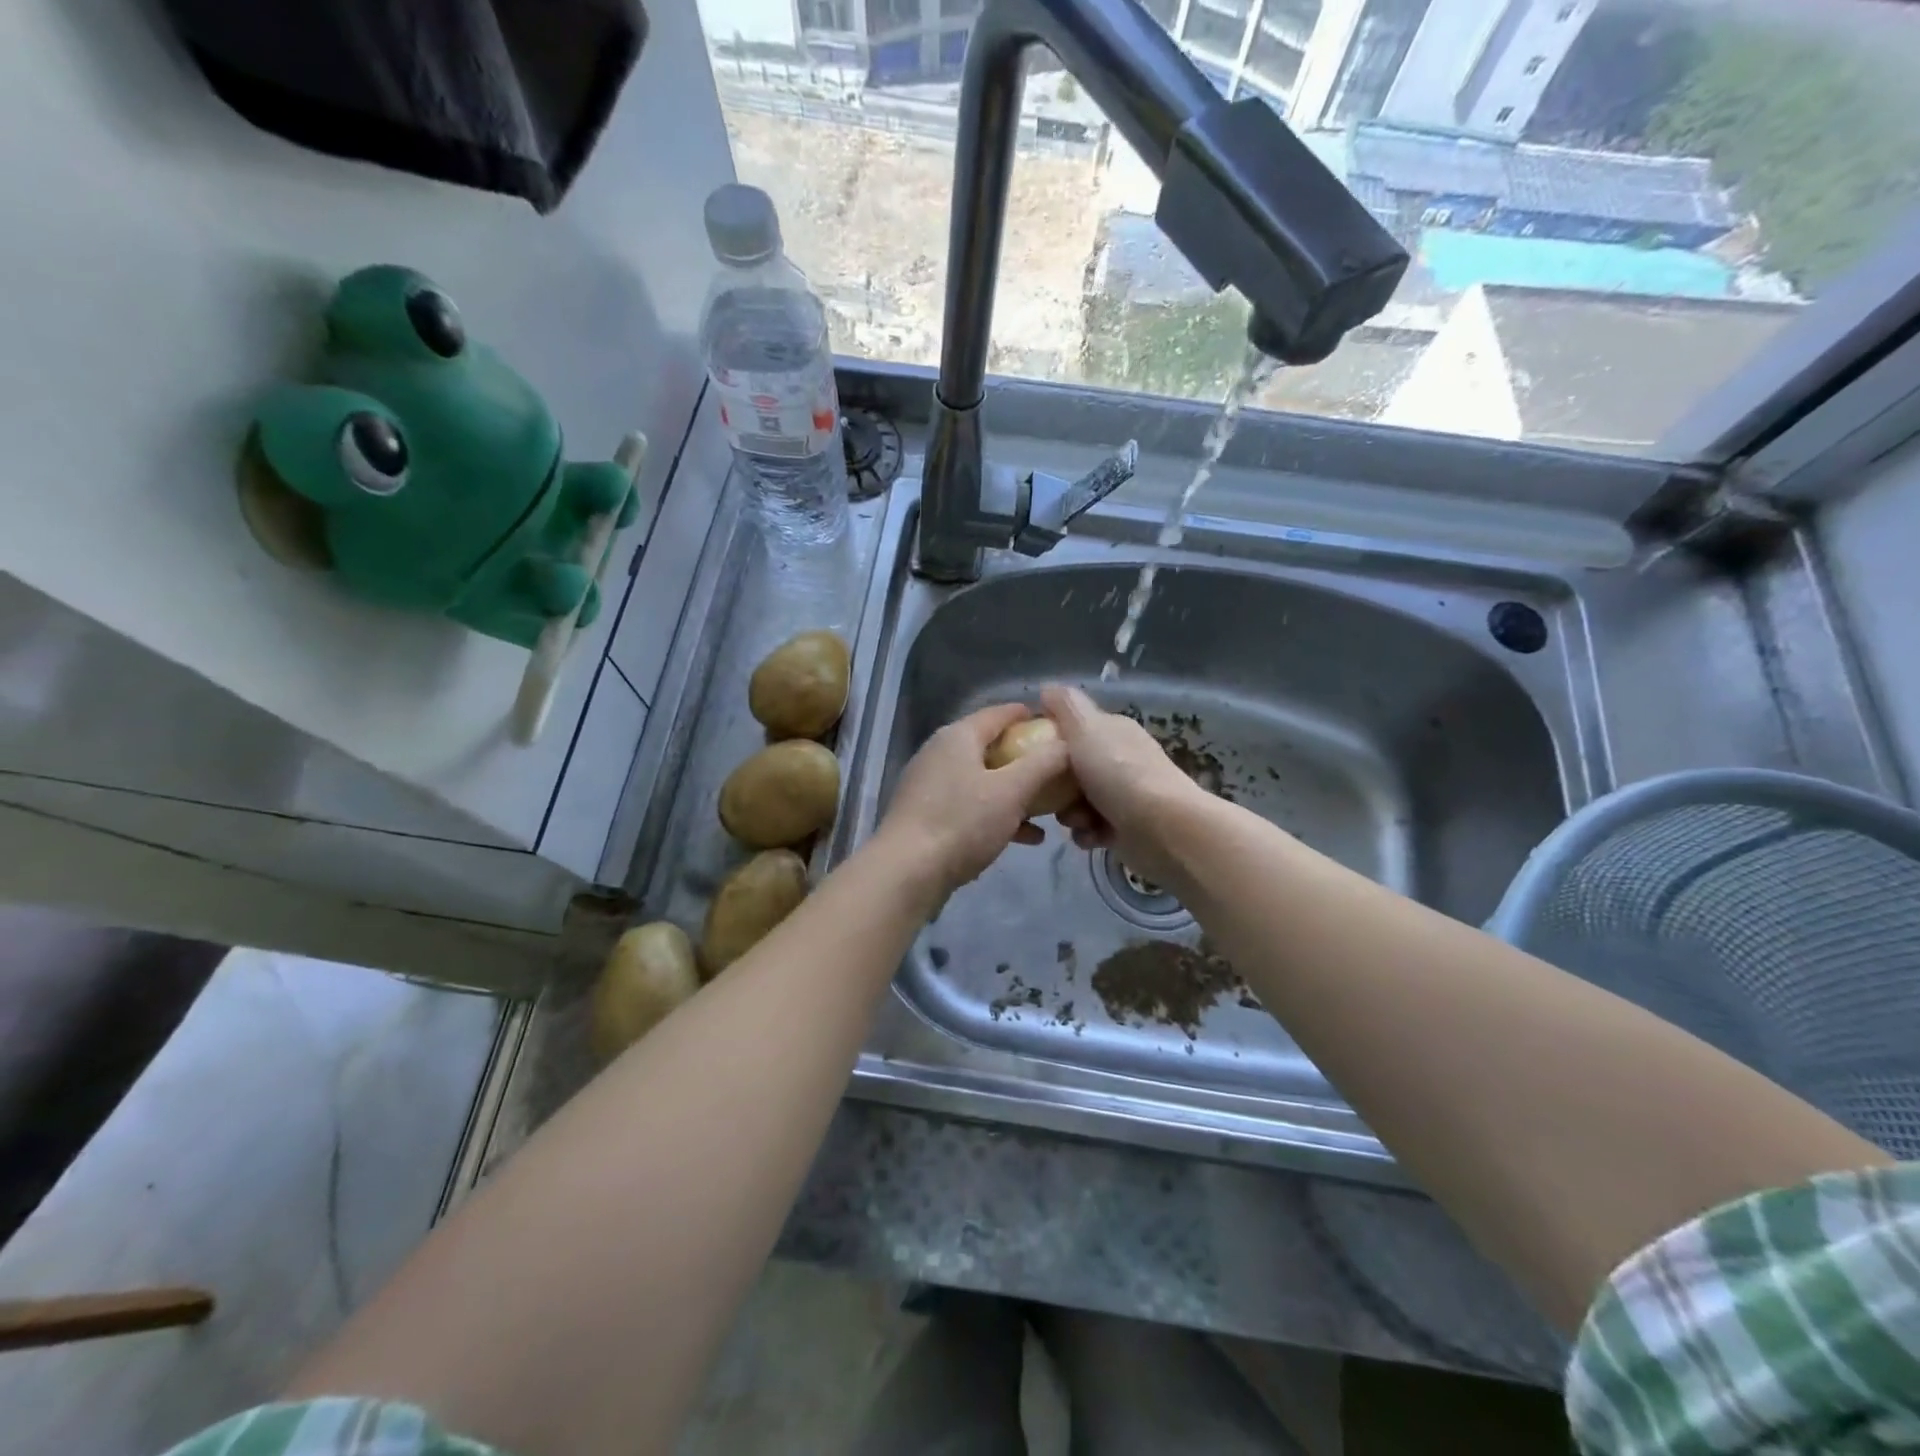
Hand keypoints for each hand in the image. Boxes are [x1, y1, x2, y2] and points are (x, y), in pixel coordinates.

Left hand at [872, 703, 1071, 905]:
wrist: (906, 873)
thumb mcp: (1012, 790)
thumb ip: (1044, 763)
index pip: (1001, 713)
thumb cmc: (962, 823)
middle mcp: (940, 753)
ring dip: (1017, 792)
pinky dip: (998, 814)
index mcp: (958, 736)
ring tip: (1052, 810)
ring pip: (984, 780)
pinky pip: (972, 805)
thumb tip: (1069, 743)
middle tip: (1062, 774)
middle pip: (993, 747)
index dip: (1033, 717)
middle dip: (1029, 760)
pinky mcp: (928, 815)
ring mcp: (931, 785)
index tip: (1064, 730)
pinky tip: (1027, 837)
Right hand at [1041, 685, 1209, 886]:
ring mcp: (1125, 794)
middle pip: (1071, 769)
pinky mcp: (1128, 827)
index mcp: (1112, 731)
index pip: (1073, 729)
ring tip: (1079, 821)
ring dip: (1071, 814)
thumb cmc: (1118, 773)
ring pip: (1078, 802)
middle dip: (1058, 786)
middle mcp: (1120, 759)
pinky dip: (1088, 834)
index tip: (1033, 757)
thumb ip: (1064, 706)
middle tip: (1054, 795)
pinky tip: (1091, 837)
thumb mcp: (1085, 728)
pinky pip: (1093, 828)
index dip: (1050, 741)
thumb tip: (1047, 689)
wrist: (1163, 828)